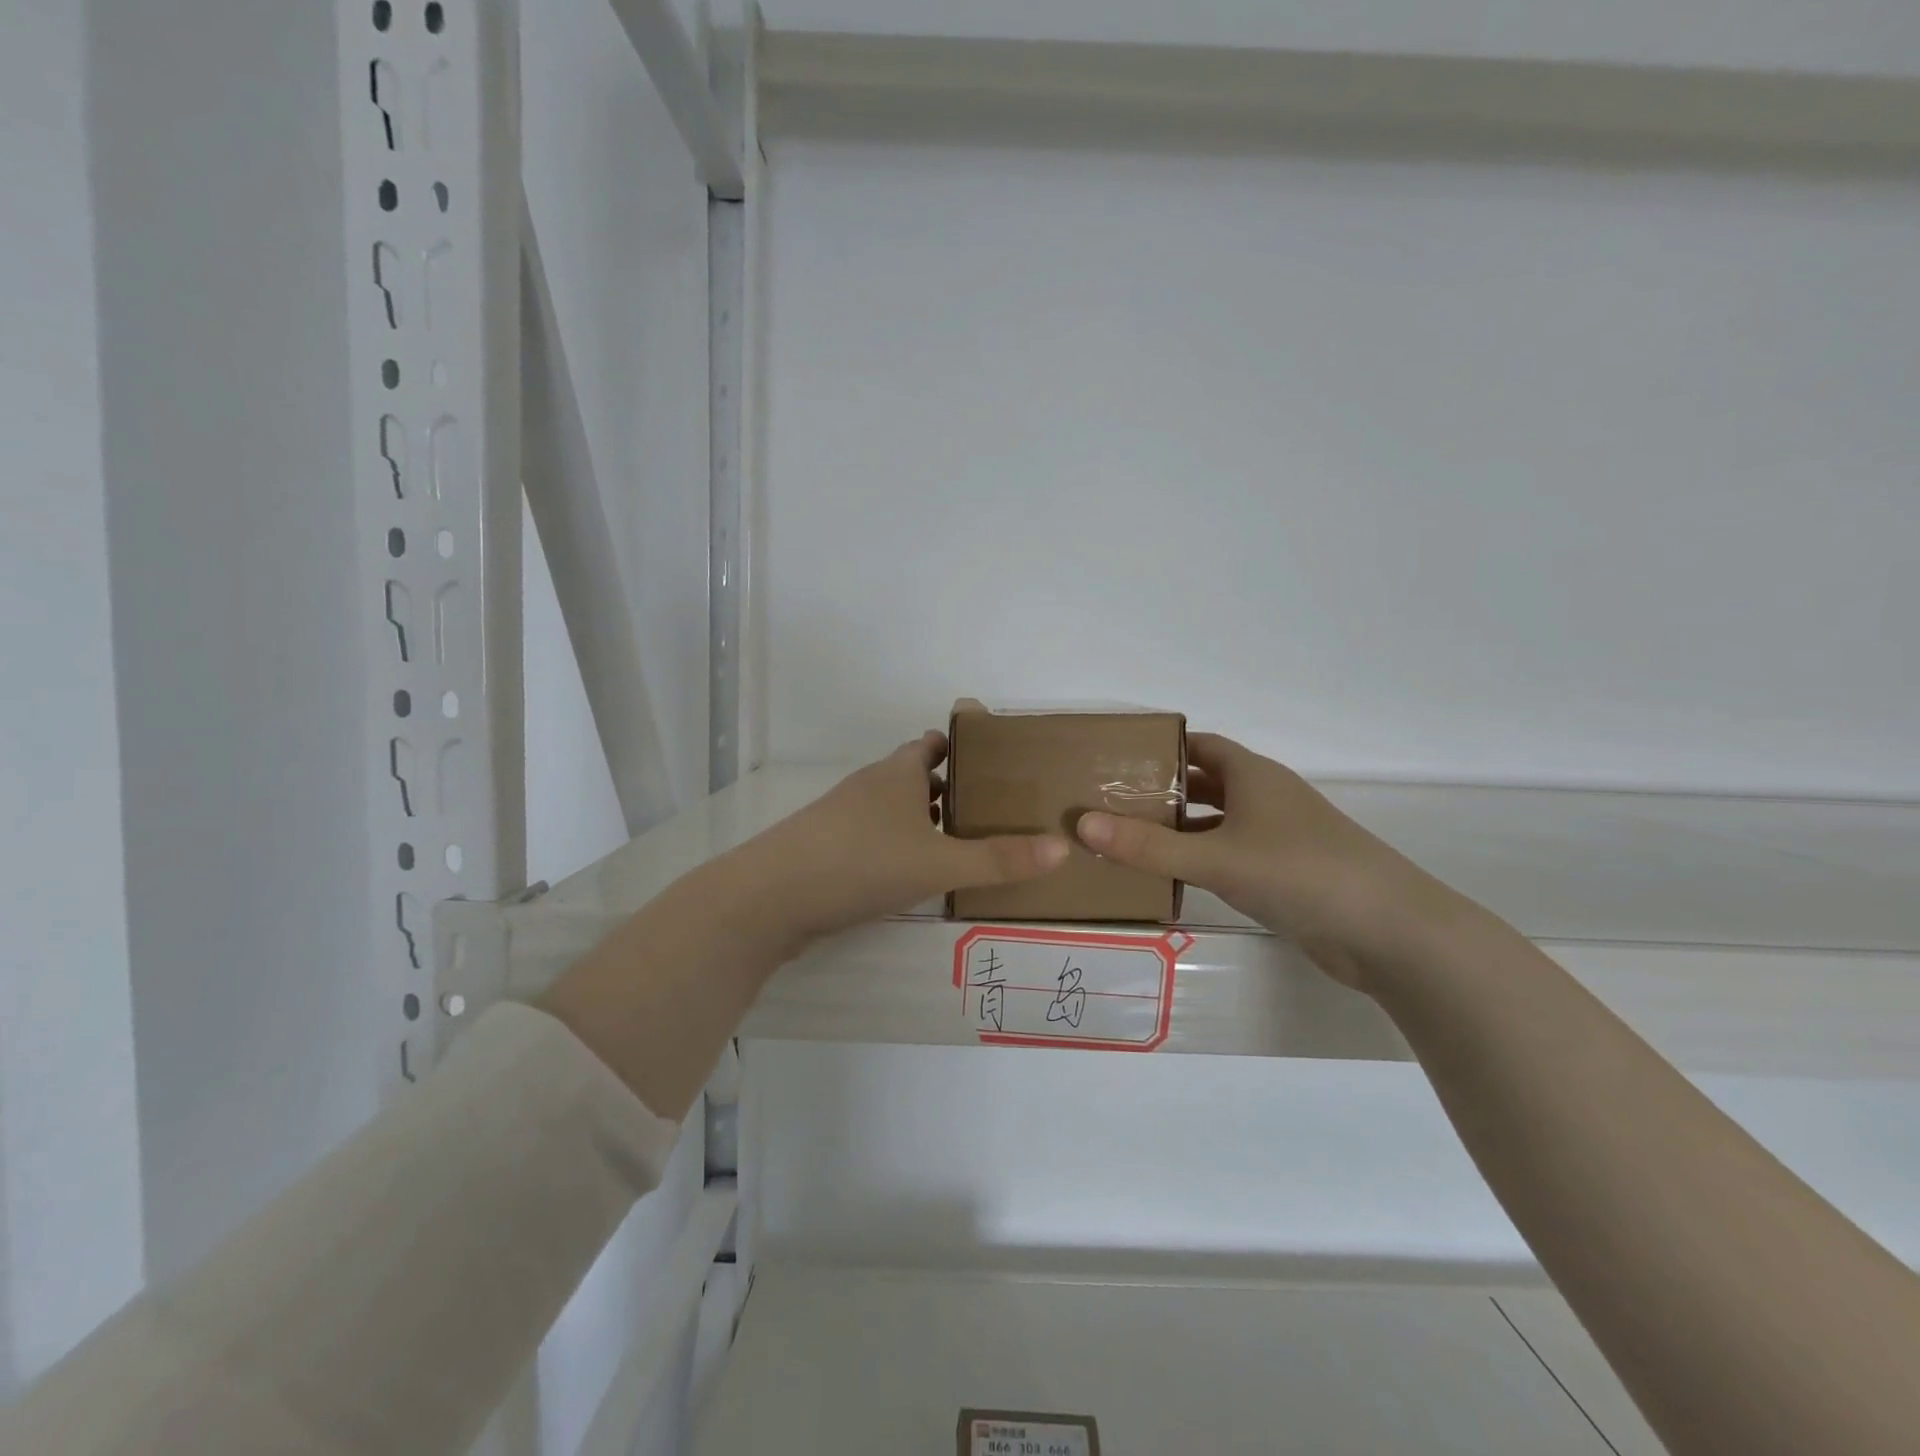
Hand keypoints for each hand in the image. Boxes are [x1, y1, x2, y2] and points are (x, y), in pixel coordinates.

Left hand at [730, 731, 1069, 945]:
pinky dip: (898, 843)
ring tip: (960, 840)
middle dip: (948, 786)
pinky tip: (912, 872)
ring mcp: (843, 817)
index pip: (931, 744)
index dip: (960, 746)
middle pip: (913, 775)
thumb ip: (999, 859)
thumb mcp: (938, 863)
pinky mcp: (827, 847)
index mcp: (897, 774)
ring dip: (922, 818)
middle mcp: (870, 786)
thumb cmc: (861, 863)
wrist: (770, 897)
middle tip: (990, 807)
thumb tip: (1063, 848)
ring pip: (893, 807)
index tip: (993, 759)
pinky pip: (874, 836)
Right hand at [1076, 733, 1444, 989]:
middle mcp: (1265, 798)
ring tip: (1126, 839)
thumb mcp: (1216, 858)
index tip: (1114, 758)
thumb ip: (1148, 846)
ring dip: (1179, 828)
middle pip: (1204, 783)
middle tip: (1107, 802)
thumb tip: (1081, 824)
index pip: (1198, 745)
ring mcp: (1278, 837)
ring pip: (1217, 822)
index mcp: (1253, 775)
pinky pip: (1230, 855)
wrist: (1389, 932)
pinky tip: (1170, 877)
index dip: (1158, 748)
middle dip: (1160, 790)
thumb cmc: (1300, 873)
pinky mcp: (1284, 874)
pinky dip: (1200, 859)